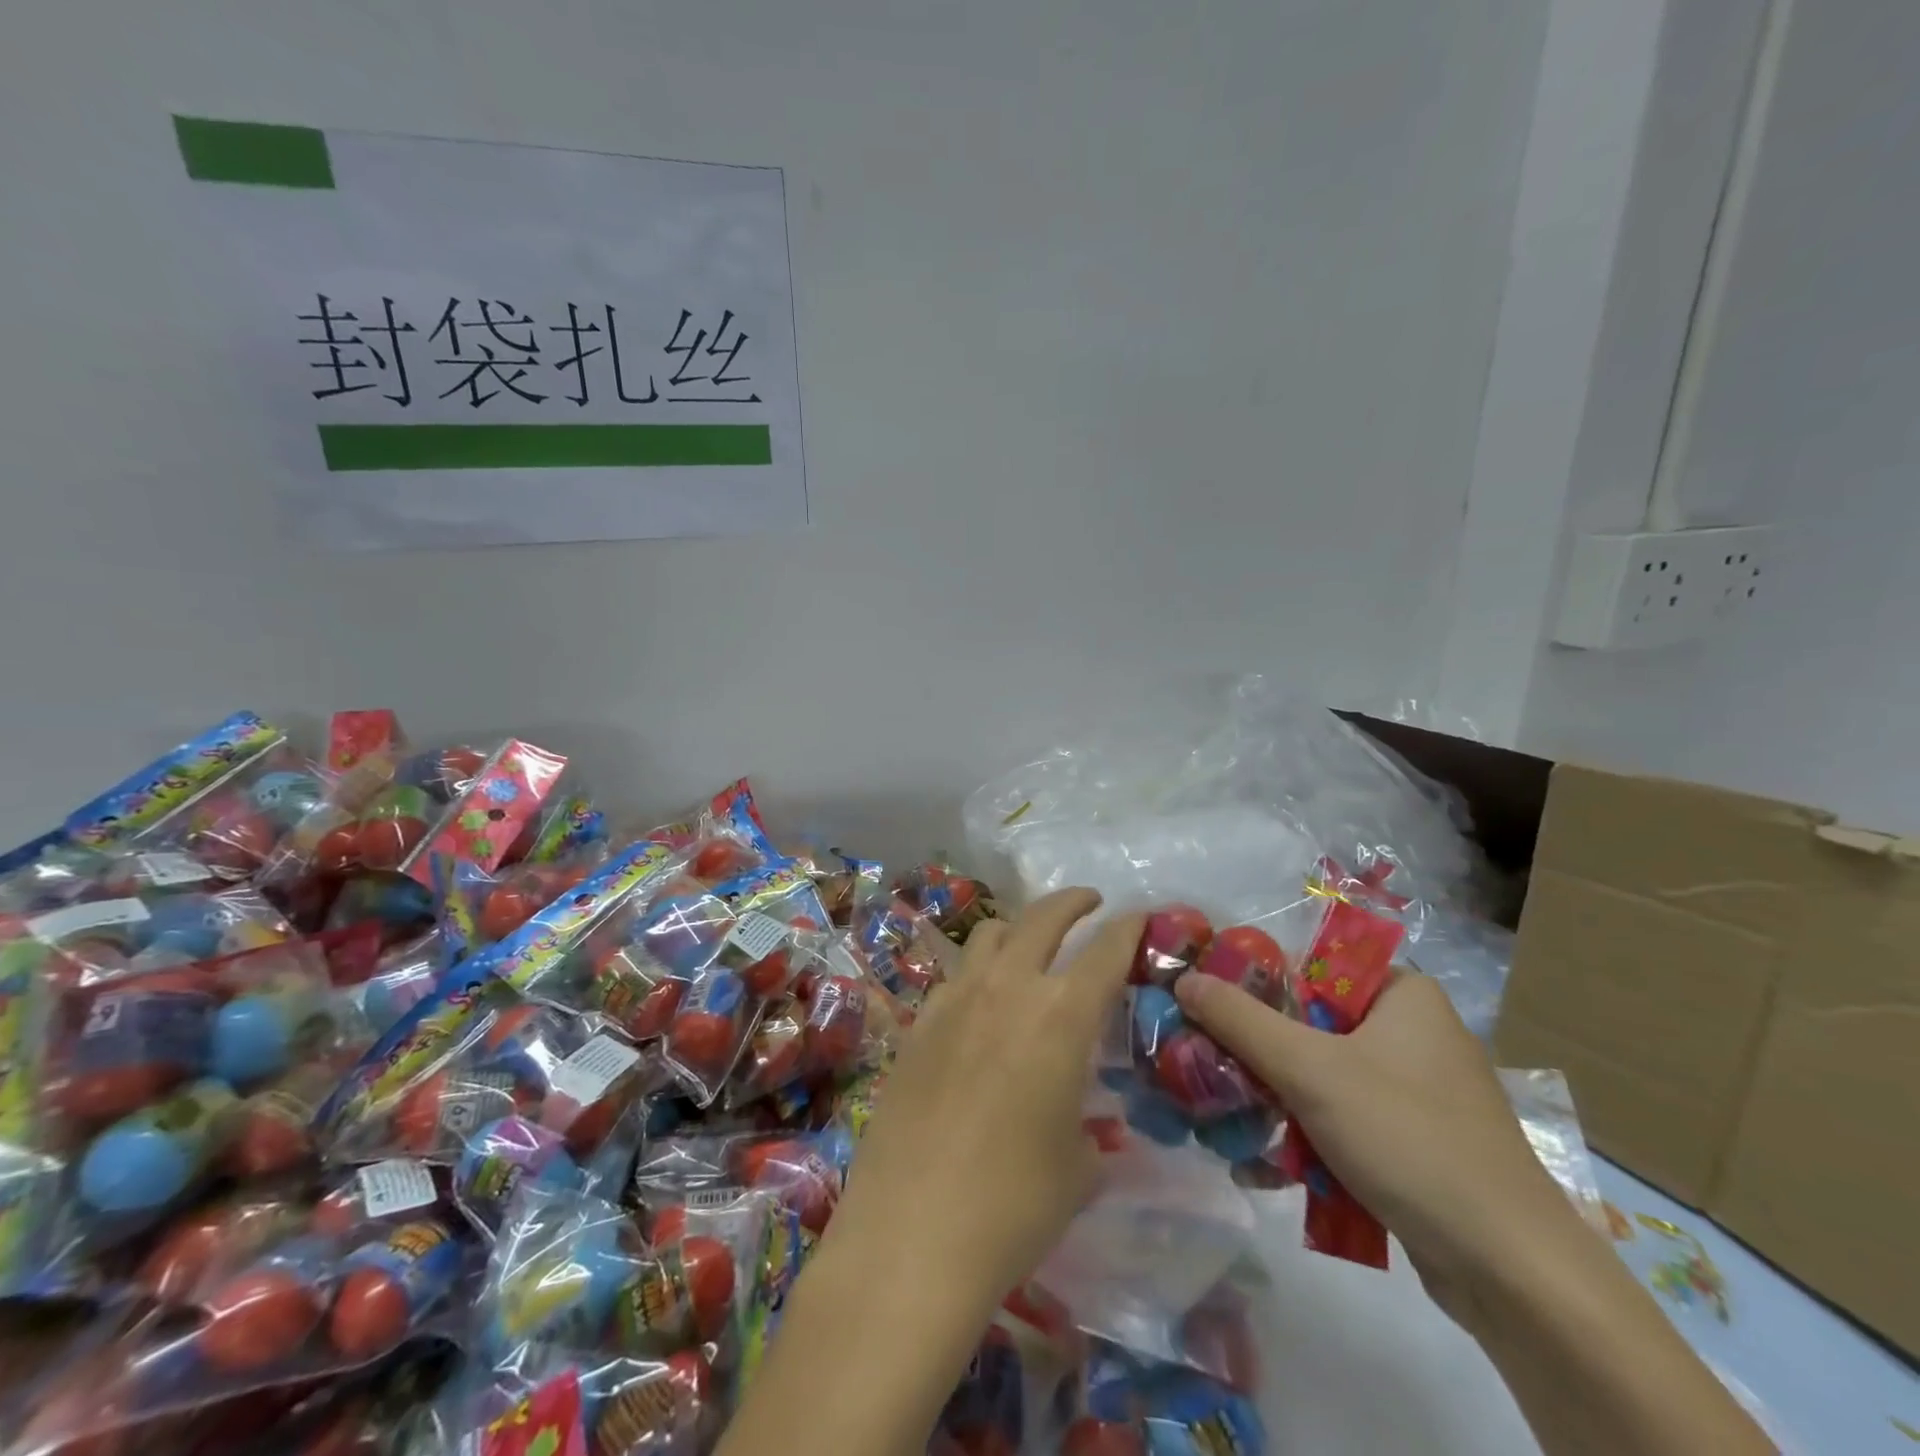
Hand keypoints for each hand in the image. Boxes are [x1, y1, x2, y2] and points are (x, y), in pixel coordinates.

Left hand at [830, 888, 1143, 1306]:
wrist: (913, 1232)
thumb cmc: (1014, 1205)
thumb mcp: (1078, 1167)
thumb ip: (1088, 1126)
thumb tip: (1081, 1121)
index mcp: (1061, 1017)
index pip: (1105, 950)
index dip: (1128, 927)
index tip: (1140, 916)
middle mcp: (1007, 989)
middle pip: (1042, 918)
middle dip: (1072, 902)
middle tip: (1089, 903)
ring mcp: (955, 1000)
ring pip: (990, 934)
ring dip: (1019, 929)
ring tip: (1030, 947)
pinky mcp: (918, 1023)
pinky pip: (954, 976)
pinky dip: (977, 973)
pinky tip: (980, 1005)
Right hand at [1174, 970, 1594, 1323]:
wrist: (1513, 1273)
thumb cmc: (1409, 1139)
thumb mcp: (1311, 1070)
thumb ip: (1240, 1021)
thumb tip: (1184, 980)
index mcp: (1402, 994)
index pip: (1308, 966)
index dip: (1253, 983)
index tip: (1205, 1007)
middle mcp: (1411, 1032)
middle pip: (1309, 1026)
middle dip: (1255, 1055)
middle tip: (1206, 1068)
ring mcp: (1415, 1091)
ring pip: (1320, 1077)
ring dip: (1273, 1101)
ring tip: (1224, 1121)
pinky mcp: (1414, 1142)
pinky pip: (1342, 1120)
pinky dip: (1305, 1136)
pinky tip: (1264, 1165)